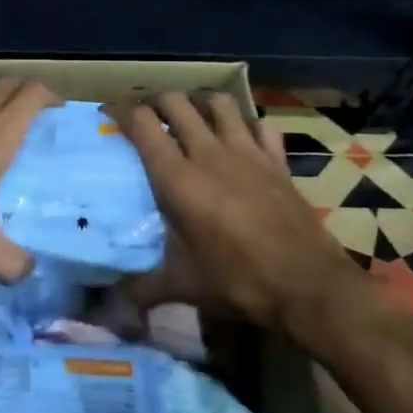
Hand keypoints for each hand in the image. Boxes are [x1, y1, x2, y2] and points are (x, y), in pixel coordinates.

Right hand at [109, 92, 357, 331]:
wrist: (308, 286)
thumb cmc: (238, 281)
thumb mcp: (182, 286)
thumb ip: (139, 290)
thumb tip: (104, 311)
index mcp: (177, 178)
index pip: (141, 123)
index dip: (121, 111)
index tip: (109, 115)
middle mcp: (208, 153)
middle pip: (176, 103)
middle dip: (156, 101)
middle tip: (148, 117)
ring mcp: (247, 151)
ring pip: (219, 103)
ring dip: (200, 103)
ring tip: (192, 117)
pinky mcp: (277, 160)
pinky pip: (260, 124)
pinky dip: (246, 123)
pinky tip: (241, 137)